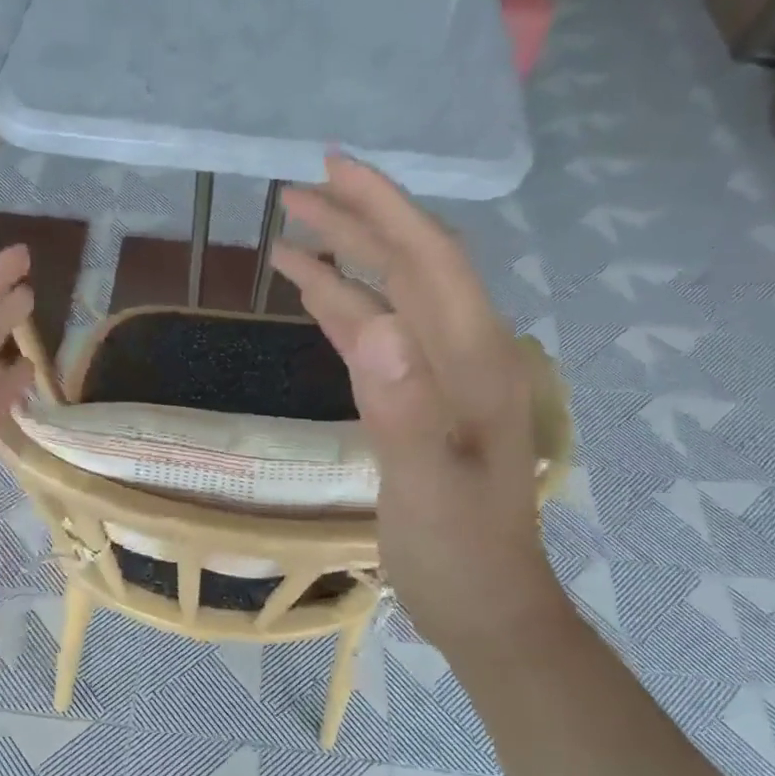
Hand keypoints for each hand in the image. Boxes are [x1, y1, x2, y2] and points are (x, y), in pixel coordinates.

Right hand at [271, 157, 565, 645]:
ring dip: (345, 262)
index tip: (332, 169)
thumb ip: (404, 409)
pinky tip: (316, 296)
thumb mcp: (429, 488)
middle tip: (293, 192)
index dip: (384, 208)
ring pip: (392, 299)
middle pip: (410, 267)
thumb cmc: (459, 553)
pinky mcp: (417, 402)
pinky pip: (378, 339)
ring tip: (290, 234)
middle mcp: (464, 355)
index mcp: (475, 362)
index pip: (430, 260)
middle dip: (356, 222)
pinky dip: (345, 309)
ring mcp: (441, 379)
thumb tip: (373, 327)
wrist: (484, 606)